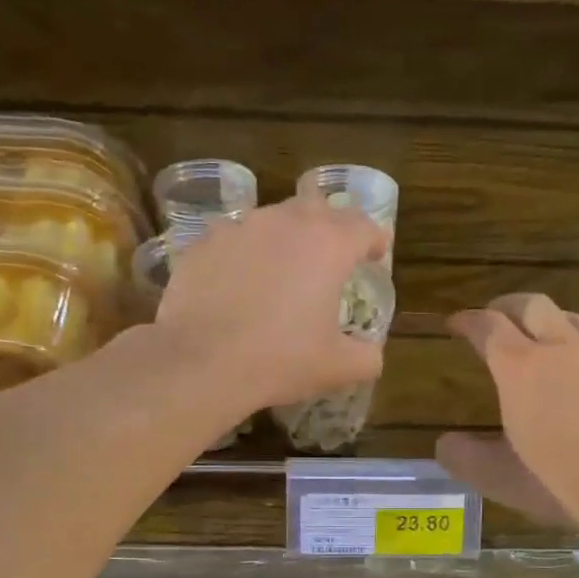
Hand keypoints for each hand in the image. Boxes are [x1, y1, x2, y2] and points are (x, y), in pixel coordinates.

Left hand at [155, 192, 388, 411]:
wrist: (202, 362)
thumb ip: (367, 357)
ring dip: (285, 238)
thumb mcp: (338, 368)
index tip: (377, 254)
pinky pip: (233, 241)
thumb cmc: (280, 360)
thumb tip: (372, 354)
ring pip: (272, 220)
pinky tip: (240, 284)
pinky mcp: (202, 244)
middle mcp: (284, 223)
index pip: (364, 226)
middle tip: (333, 256)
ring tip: (283, 269)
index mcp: (327, 245)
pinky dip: (244, 255)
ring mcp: (239, 228)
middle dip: (331, 228)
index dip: (375, 240)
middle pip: (318, 209)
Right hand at [437, 294, 578, 532]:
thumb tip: (445, 444)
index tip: (455, 323)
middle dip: (506, 305)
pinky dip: (577, 341)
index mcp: (519, 369)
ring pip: (569, 317)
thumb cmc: (561, 480)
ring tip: (538, 333)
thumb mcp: (501, 477)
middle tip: (494, 316)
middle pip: (531, 305)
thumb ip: (467, 458)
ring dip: (546, 318)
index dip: (468, 321)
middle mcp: (559, 349)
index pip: (488, 327)